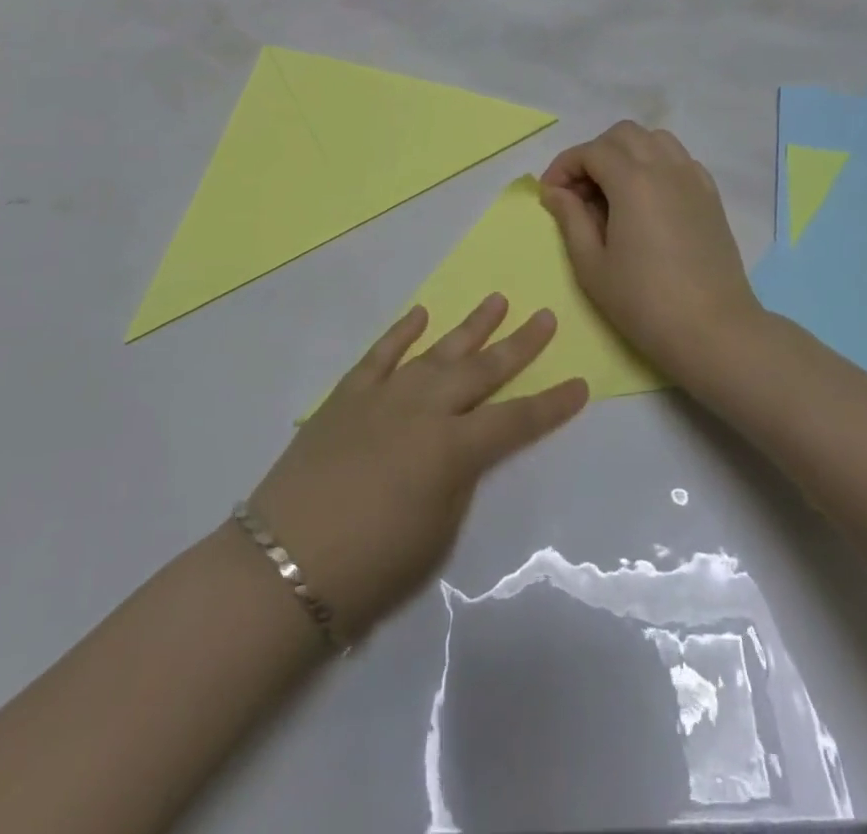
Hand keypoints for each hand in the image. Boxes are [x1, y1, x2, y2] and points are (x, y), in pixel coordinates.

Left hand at [249, 296, 587, 642]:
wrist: (285, 561)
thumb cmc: (371, 568)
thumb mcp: (437, 533)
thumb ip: (457, 480)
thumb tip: (459, 449)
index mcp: (453, 449)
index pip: (517, 420)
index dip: (552, 405)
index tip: (581, 383)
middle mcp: (425, 409)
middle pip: (482, 370)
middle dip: (519, 345)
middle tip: (545, 317)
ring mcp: (384, 395)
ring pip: (437, 351)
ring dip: (469, 326)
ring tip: (496, 299)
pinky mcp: (348, 394)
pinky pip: (381, 354)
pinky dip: (402, 332)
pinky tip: (421, 314)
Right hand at [539, 122, 762, 370]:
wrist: (713, 331)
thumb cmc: (644, 302)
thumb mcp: (592, 265)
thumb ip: (570, 219)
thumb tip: (556, 192)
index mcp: (633, 181)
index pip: (590, 151)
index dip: (563, 167)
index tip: (550, 195)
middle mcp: (665, 168)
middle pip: (623, 135)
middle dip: (594, 154)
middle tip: (579, 193)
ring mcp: (693, 180)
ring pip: (655, 140)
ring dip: (626, 154)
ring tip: (612, 191)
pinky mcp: (711, 197)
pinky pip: (679, 160)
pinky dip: (656, 165)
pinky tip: (647, 201)